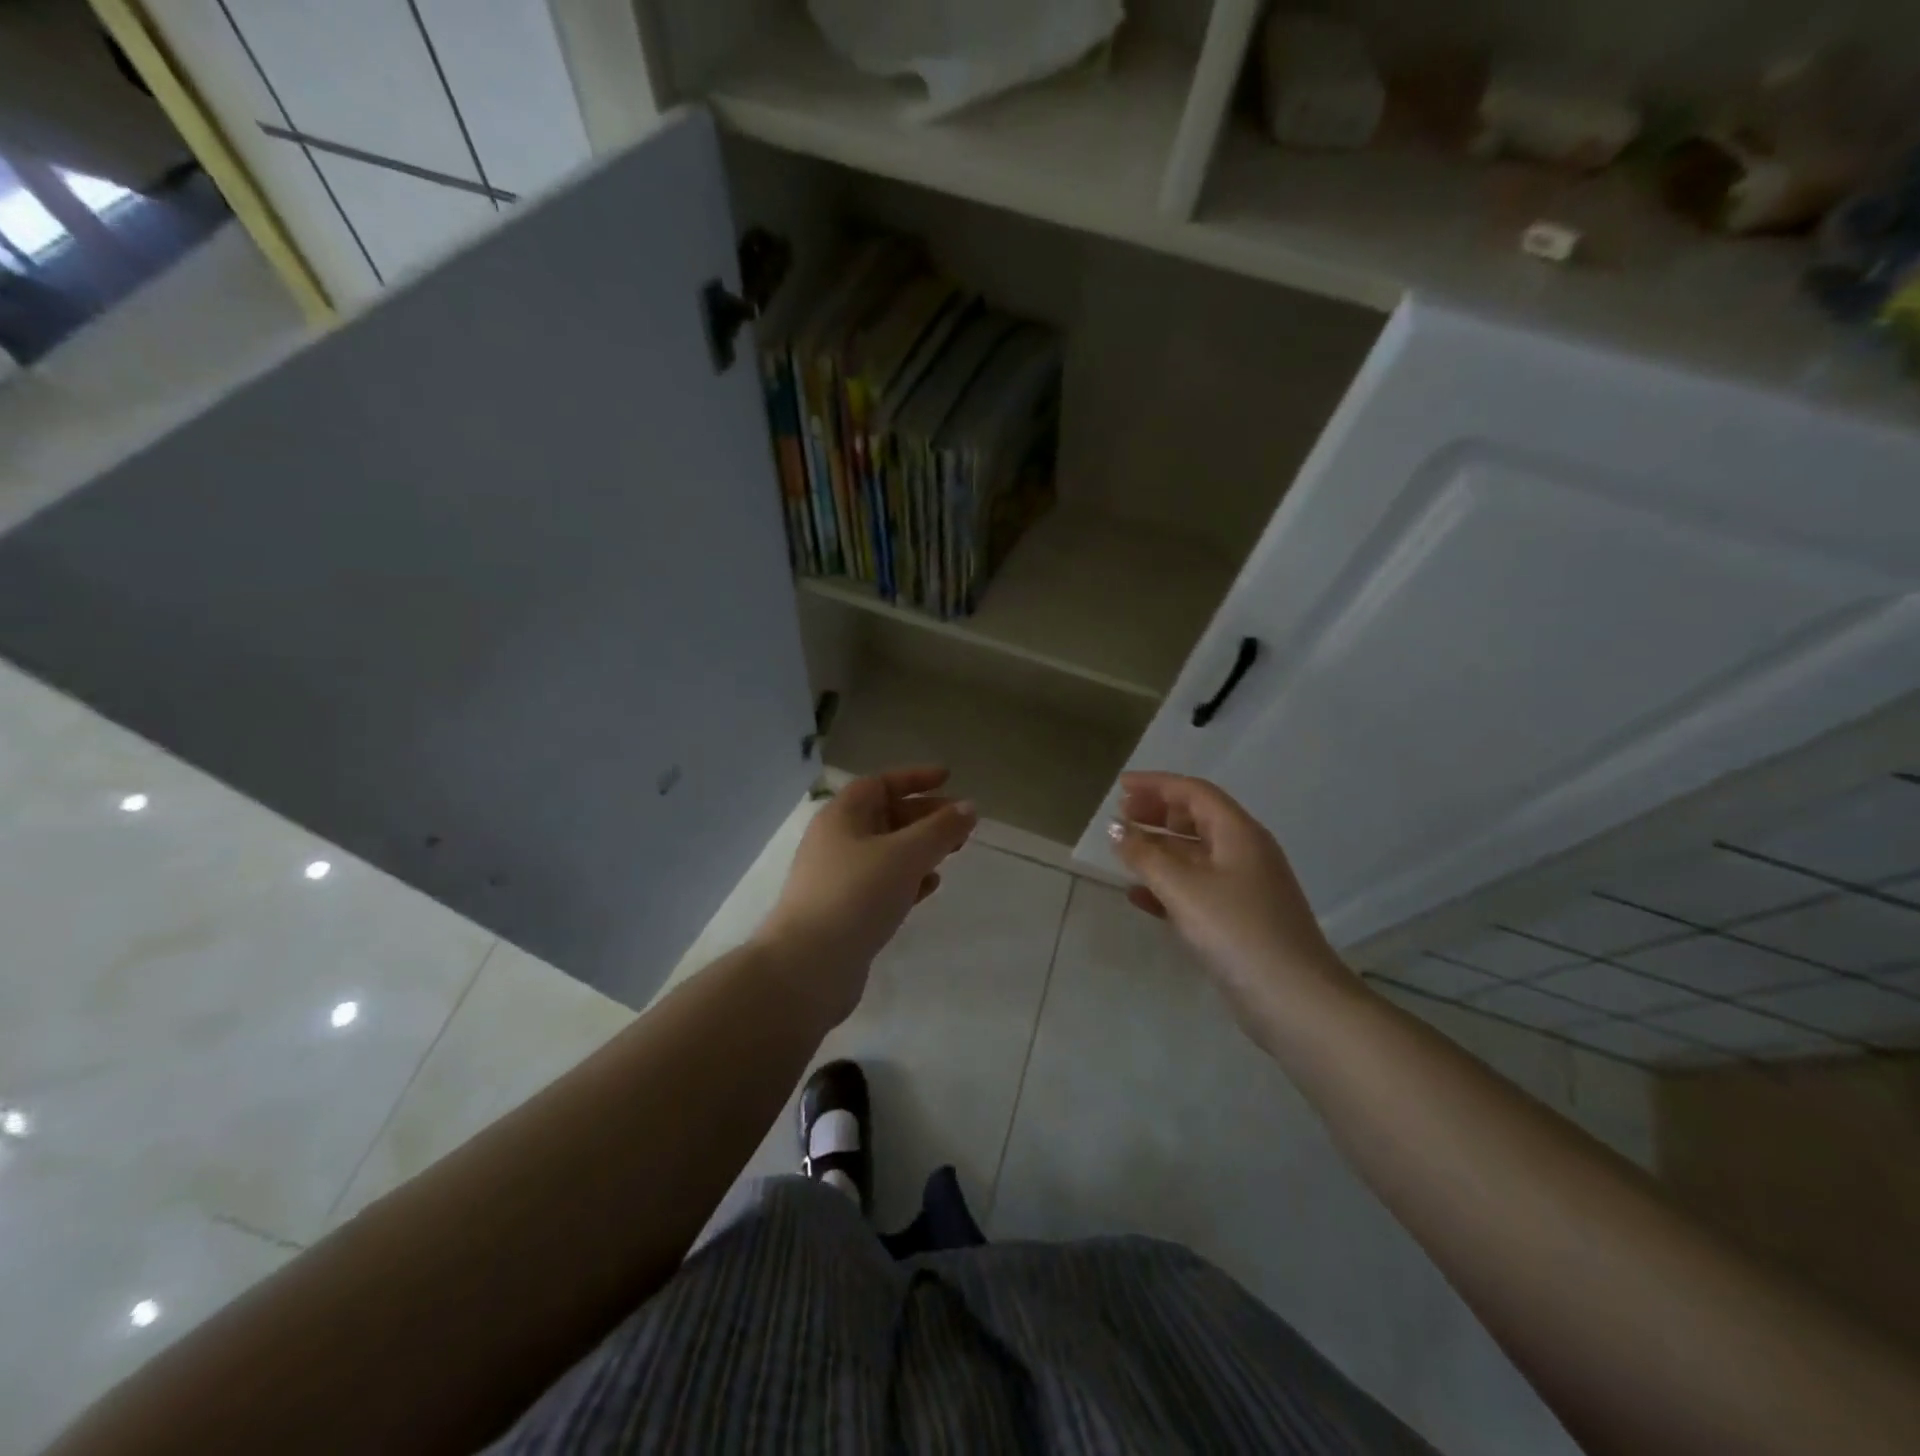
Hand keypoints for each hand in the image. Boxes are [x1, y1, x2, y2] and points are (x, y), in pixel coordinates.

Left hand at [755, 766, 975, 1026]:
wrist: (808, 967)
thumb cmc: (856, 895)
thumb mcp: (905, 855)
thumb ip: (940, 829)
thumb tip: (968, 807)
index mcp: (842, 816)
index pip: (880, 783)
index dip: (915, 778)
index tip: (949, 778)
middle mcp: (836, 841)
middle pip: (885, 816)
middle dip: (925, 815)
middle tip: (961, 824)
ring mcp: (838, 877)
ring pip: (887, 851)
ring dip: (920, 847)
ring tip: (953, 852)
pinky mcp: (845, 911)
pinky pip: (882, 882)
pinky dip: (908, 878)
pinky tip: (930, 886)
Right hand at [1111, 772, 1351, 1038]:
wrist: (1294, 1000)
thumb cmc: (1237, 931)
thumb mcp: (1183, 888)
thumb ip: (1145, 855)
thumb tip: (1115, 829)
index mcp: (1239, 834)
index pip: (1194, 792)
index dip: (1156, 785)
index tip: (1120, 787)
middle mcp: (1245, 853)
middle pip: (1197, 819)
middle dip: (1158, 813)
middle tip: (1121, 815)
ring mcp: (1244, 888)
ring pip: (1195, 855)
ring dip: (1159, 849)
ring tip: (1124, 851)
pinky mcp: (1239, 920)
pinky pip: (1196, 889)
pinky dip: (1167, 885)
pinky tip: (1139, 897)